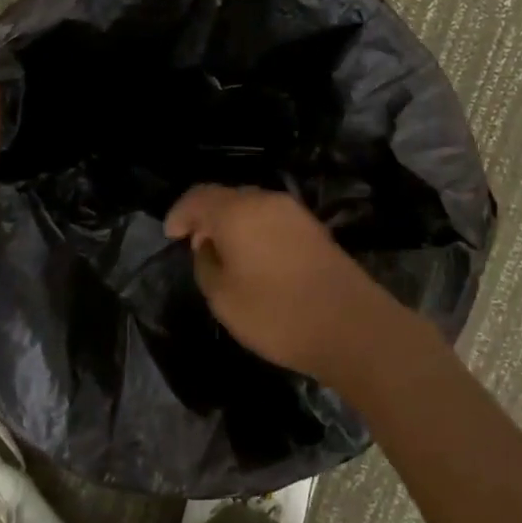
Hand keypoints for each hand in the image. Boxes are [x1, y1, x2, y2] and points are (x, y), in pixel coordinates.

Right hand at [163, 185, 398, 387]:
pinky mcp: (314, 228)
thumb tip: (208, 246)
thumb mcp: (223, 298)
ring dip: (233, 224)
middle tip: (195, 245)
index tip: (171, 235)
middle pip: (227, 197)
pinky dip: (256, 231)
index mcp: (238, 211)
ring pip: (252, 207)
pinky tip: (255, 259)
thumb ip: (206, 264)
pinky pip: (273, 219)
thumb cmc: (277, 313)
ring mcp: (294, 212)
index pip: (198, 197)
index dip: (180, 213)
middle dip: (207, 217)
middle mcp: (266, 200)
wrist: (351, 325)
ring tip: (224, 254)